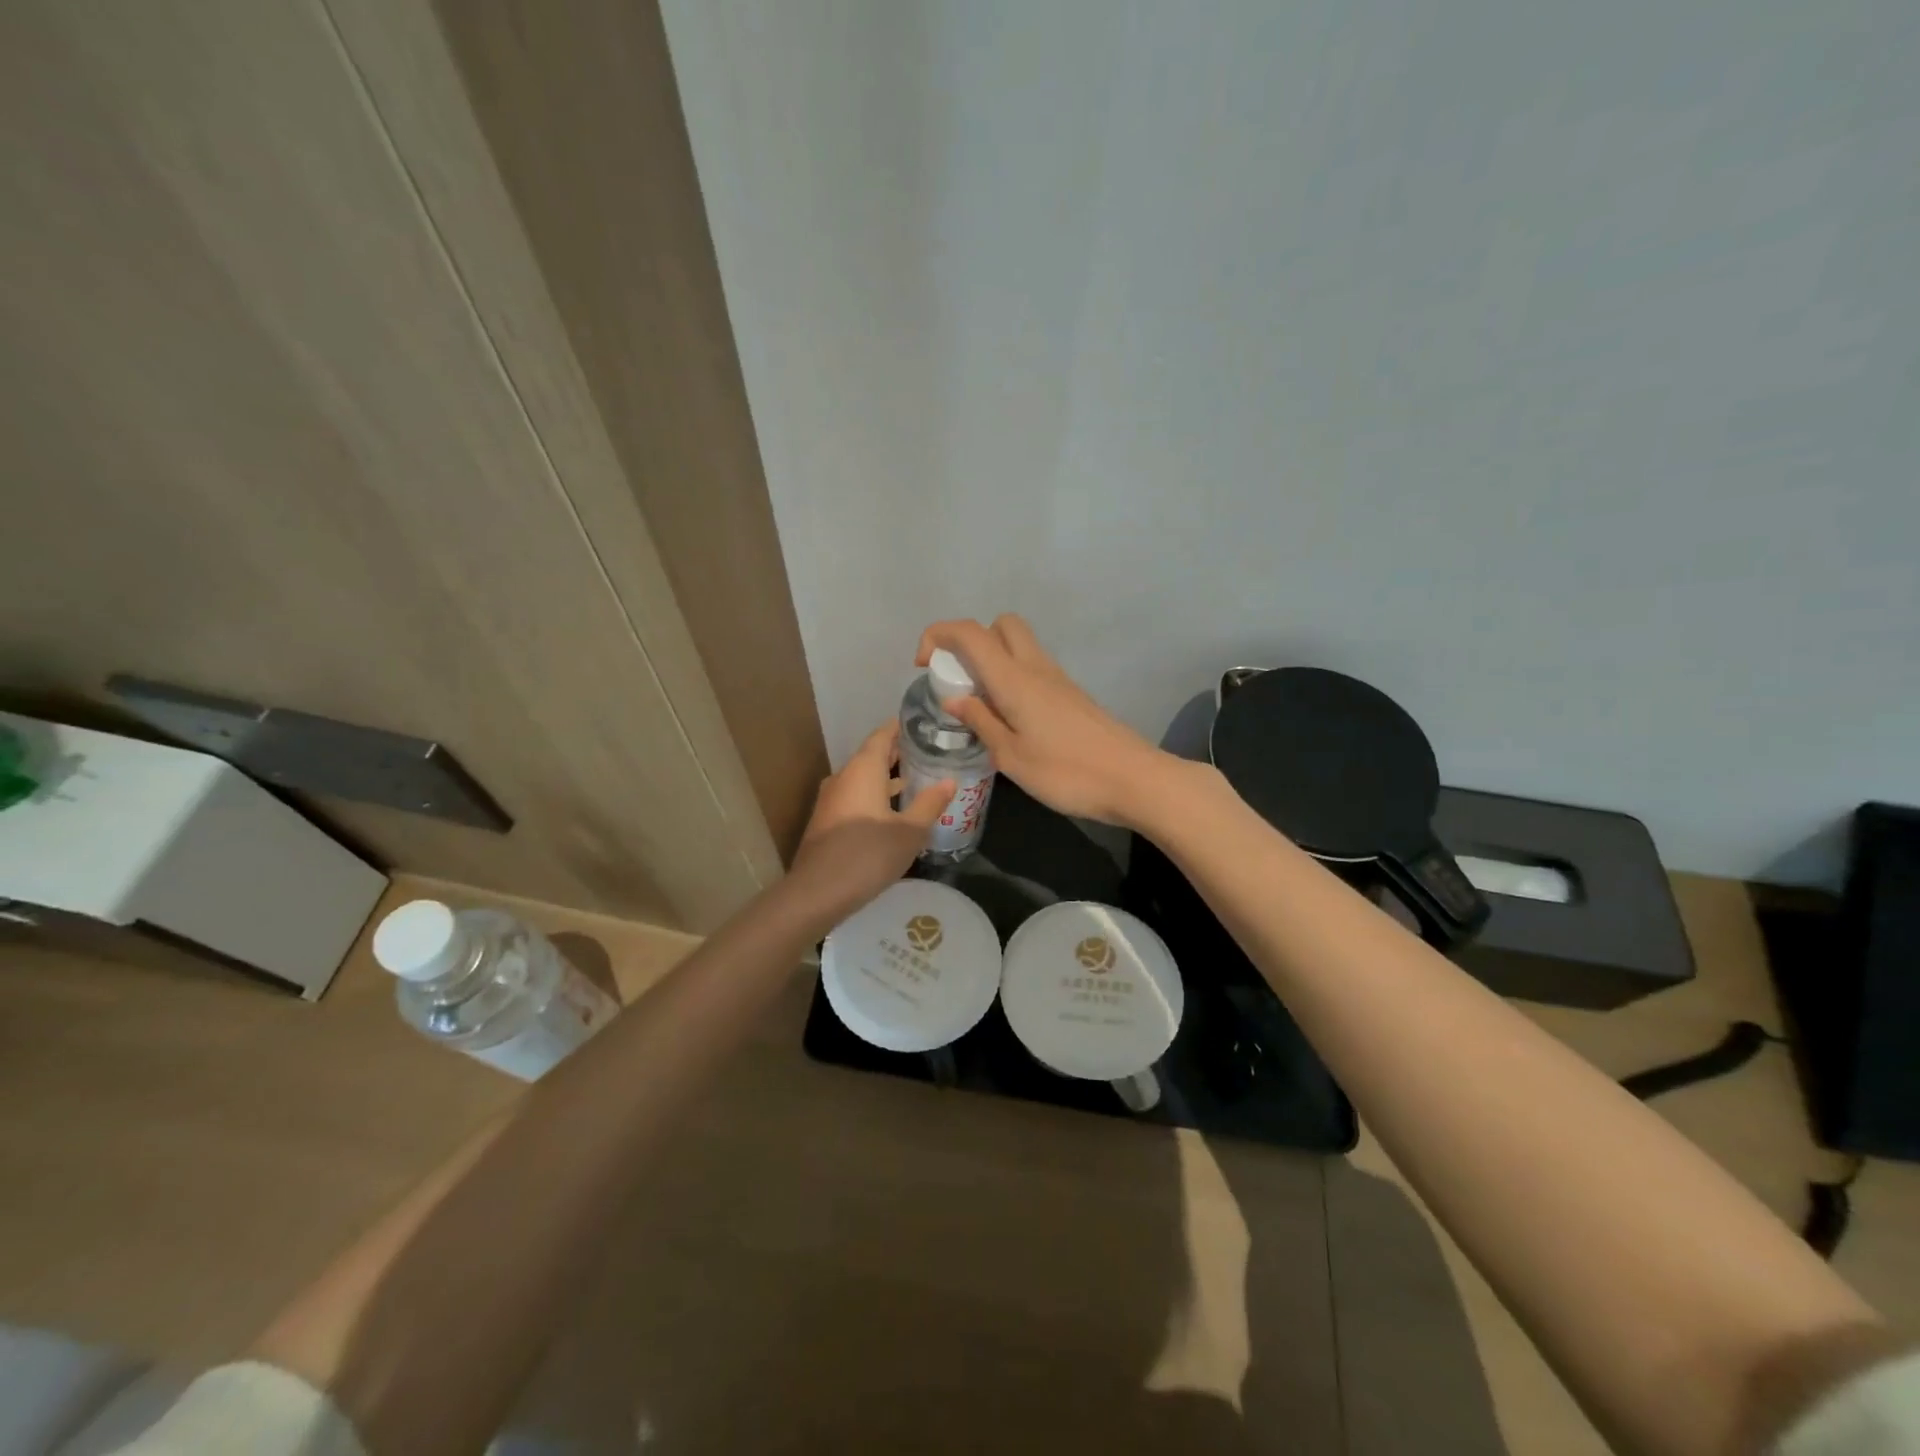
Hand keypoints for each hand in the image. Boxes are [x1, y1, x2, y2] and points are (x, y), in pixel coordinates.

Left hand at [788, 722, 952, 922]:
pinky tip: (893, 811)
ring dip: (887, 777)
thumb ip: (930, 803)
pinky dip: (875, 795)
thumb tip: (950, 781)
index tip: (924, 724)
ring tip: (916, 779)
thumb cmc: (868, 855)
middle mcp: (843, 777)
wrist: (818, 892)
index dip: (902, 727)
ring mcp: (831, 800)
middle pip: (872, 755)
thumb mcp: (910, 831)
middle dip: (898, 753)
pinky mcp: (827, 821)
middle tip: (928, 751)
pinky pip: (855, 797)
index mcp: (863, 770)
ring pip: (863, 779)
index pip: (883, 735)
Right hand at [916, 615, 1169, 826]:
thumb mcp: (1011, 756)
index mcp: (1014, 679)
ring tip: (980, 706)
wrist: (1133, 780)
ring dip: (991, 661)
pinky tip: (1009, 719)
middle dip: (971, 641)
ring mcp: (1058, 679)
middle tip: (959, 680)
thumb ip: (981, 722)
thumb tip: (955, 699)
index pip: (969, 633)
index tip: (922, 665)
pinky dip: (1011, 679)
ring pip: (1018, 646)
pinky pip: (1032, 669)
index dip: (938, 635)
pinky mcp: (1071, 695)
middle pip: (1000, 625)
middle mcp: (1036, 668)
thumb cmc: (1067, 772)